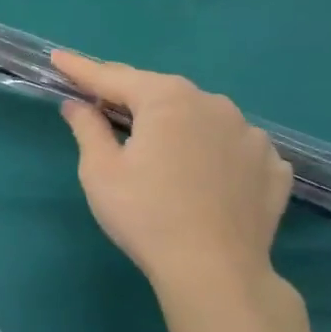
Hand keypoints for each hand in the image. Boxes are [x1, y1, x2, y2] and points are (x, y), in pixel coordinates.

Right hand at [53, 51, 293, 314]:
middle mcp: (213, 103)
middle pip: (160, 93)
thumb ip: (87, 128)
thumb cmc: (146, 215)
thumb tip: (77, 105)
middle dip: (131, 97)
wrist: (216, 273)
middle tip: (104, 107)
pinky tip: (205, 174)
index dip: (80, 69)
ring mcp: (251, 134)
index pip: (113, 77)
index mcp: (166, 99)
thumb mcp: (100, 170)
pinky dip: (213, 150)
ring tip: (161, 149)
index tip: (58, 58)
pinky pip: (233, 146)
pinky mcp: (273, 167)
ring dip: (177, 124)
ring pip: (201, 117)